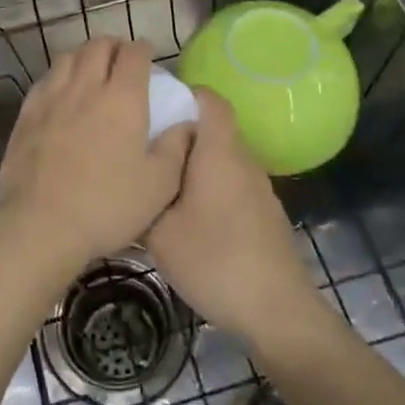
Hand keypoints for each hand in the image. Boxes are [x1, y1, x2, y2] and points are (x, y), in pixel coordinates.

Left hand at [0, 38, 192, 270]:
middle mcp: (86, 87)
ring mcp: (52, 97)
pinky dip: (60, 75)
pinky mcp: (27, 113)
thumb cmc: (107, 205)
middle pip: (98, 46)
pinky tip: (63, 92)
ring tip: (93, 70)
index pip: (134, 54)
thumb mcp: (159, 185)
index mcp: (123, 98)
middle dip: (114, 46)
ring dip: (85, 56)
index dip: (144, 50)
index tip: (149, 58)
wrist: (40, 223)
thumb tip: (187, 124)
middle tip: (122, 60)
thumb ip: (176, 148)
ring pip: (69, 57)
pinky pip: (46, 79)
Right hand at [145, 89, 319, 345]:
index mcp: (219, 152)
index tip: (152, 107)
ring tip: (159, 183)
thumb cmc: (215, 262)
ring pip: (220, 158)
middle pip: (212, 128)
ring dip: (193, 164)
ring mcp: (257, 187)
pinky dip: (208, 187)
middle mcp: (242, 160)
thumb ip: (141, 200)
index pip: (209, 98)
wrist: (277, 310)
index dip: (182, 93)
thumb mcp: (160, 235)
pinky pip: (230, 183)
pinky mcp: (263, 212)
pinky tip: (188, 217)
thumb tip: (127, 181)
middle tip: (144, 149)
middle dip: (179, 132)